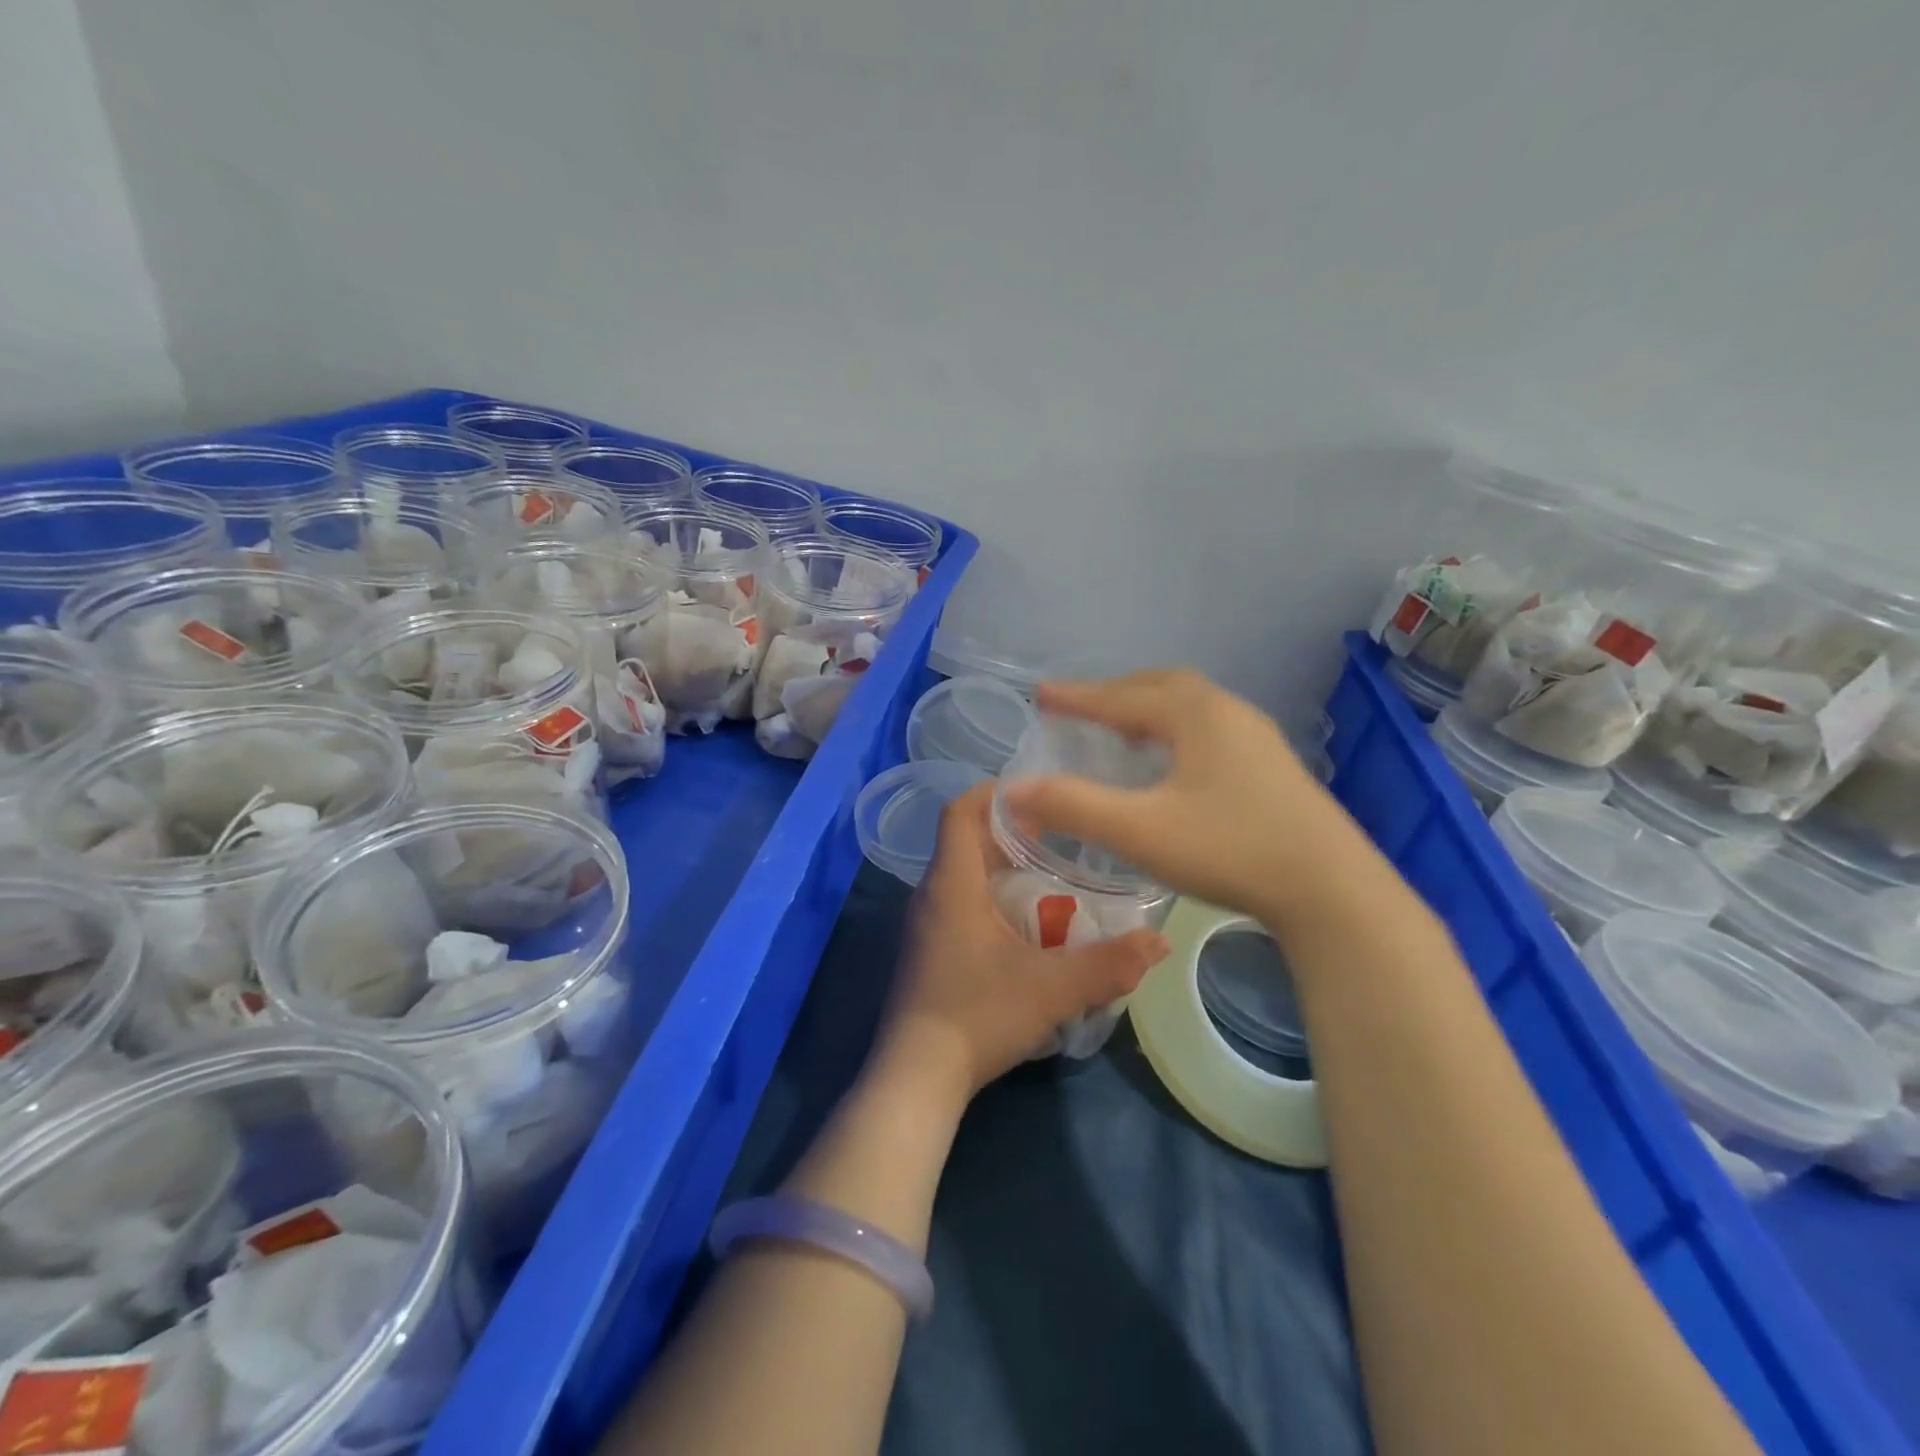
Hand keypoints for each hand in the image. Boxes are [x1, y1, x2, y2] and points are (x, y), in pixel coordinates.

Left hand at [875, 782, 1168, 1104]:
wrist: (917, 1076)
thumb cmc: (978, 1015)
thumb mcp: (1053, 989)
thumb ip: (1109, 964)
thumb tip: (1159, 941)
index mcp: (952, 883)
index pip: (960, 811)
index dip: (994, 792)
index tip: (1038, 793)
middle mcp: (931, 893)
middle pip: (967, 840)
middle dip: (1011, 832)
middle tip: (1061, 837)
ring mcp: (925, 924)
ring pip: (964, 874)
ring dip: (1003, 868)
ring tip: (1052, 877)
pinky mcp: (928, 950)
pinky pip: (960, 903)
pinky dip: (992, 898)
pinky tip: (1026, 926)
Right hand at [1001, 669, 1349, 923]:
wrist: (1331, 890)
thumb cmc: (1230, 850)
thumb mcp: (1140, 831)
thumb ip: (1073, 807)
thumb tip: (1014, 791)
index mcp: (1195, 714)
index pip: (1121, 697)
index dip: (1077, 697)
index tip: (1041, 695)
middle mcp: (1228, 712)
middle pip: (1160, 686)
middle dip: (1115, 693)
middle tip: (1081, 709)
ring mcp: (1257, 737)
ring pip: (1190, 705)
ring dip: (1149, 708)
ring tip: (1122, 730)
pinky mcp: (1272, 765)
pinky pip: (1210, 727)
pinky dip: (1176, 728)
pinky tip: (1173, 763)